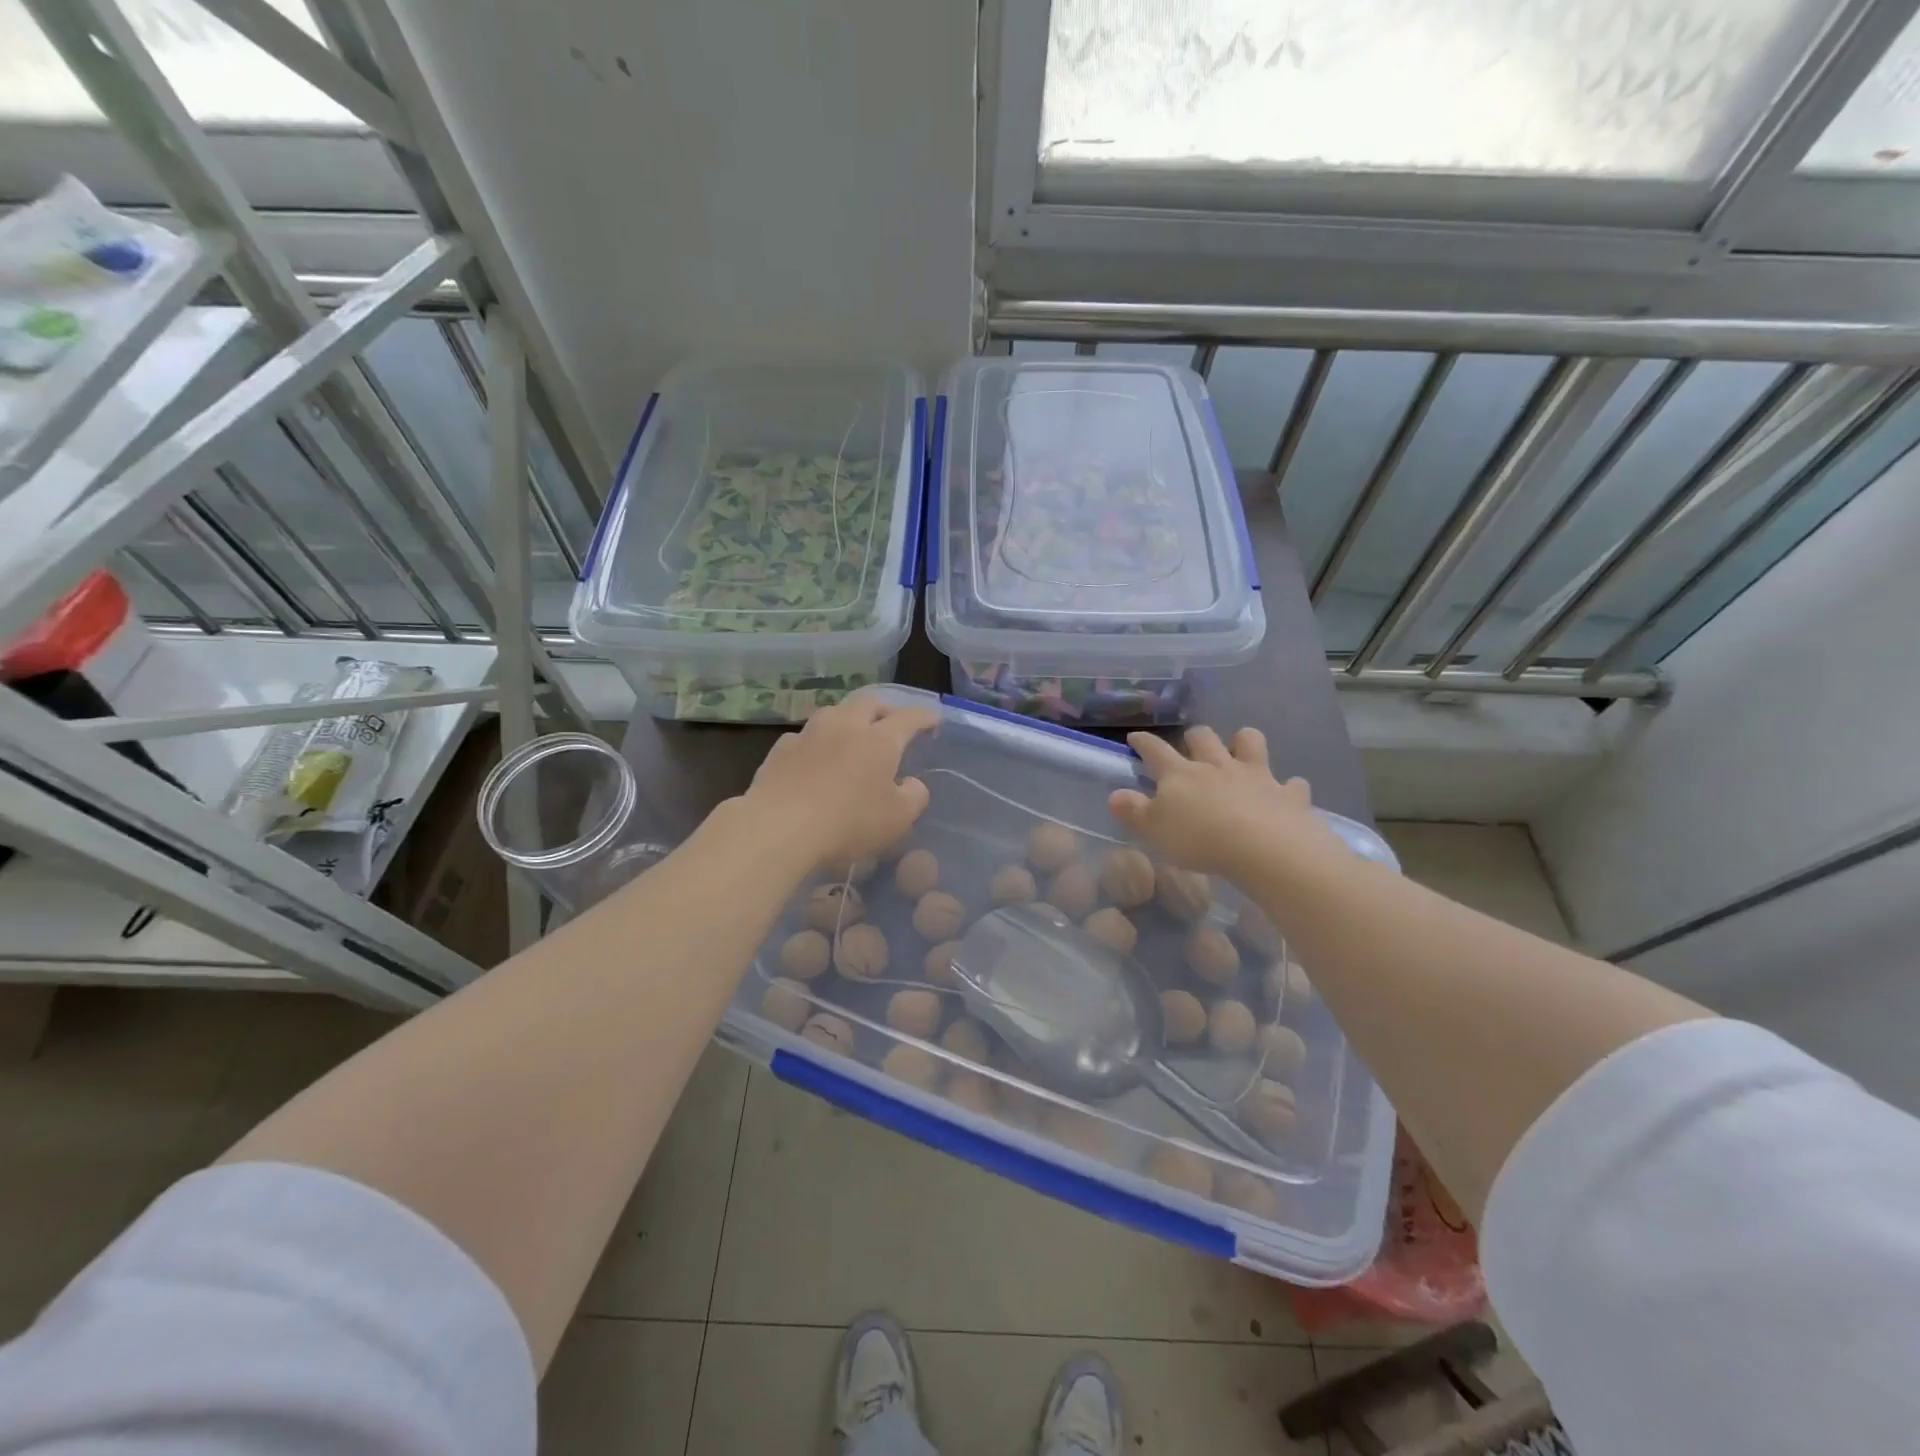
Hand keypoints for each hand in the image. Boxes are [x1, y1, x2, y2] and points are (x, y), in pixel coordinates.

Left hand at [741, 696, 935, 871]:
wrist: (779, 827)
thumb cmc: (848, 822)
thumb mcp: (898, 819)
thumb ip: (914, 796)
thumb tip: (913, 783)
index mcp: (880, 740)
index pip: (909, 718)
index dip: (925, 717)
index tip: (934, 719)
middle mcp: (846, 726)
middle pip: (870, 703)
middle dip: (886, 709)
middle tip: (893, 722)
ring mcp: (810, 734)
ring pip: (835, 712)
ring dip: (849, 718)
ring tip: (853, 734)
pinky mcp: (781, 749)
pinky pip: (806, 735)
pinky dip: (818, 741)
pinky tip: (815, 756)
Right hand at [1108, 727, 1343, 877]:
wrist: (1264, 848)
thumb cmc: (1199, 839)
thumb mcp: (1154, 830)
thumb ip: (1133, 811)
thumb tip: (1115, 795)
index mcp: (1180, 774)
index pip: (1155, 750)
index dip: (1143, 742)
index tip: (1135, 738)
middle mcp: (1217, 766)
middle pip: (1203, 737)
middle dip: (1195, 737)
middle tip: (1191, 746)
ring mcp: (1256, 776)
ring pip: (1250, 743)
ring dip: (1243, 742)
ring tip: (1240, 752)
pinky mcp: (1288, 794)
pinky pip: (1292, 783)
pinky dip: (1288, 787)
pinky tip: (1285, 794)